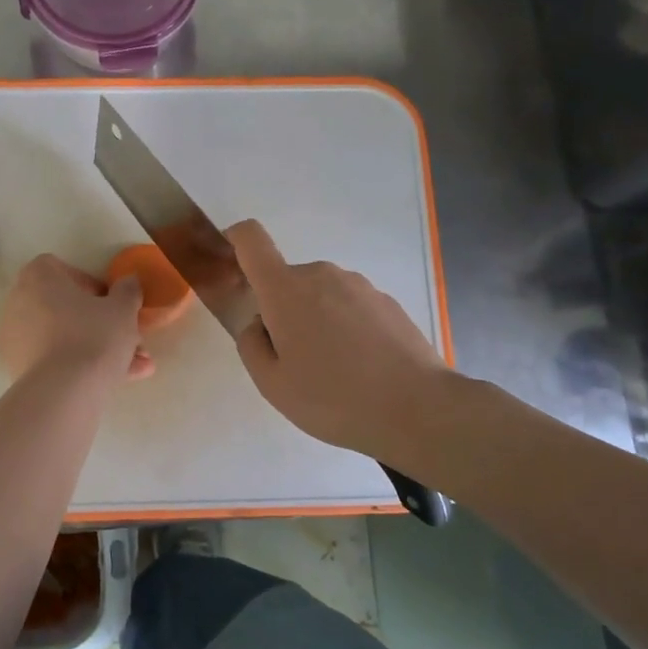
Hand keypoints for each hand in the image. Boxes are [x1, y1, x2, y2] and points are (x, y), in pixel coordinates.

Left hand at [0, 255, 154, 382]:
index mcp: (38, 277)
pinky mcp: (17, 368)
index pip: (61, 270)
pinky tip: (112, 382)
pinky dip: (78, 367)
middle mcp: (18, 302)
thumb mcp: (123, 308)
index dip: (90, 285)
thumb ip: (127, 290)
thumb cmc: (94, 336)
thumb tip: (127, 283)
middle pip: (65, 308)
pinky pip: (53, 360)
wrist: (63, 392)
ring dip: (96, 349)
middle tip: (128, 340)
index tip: (110, 304)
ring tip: (134, 368)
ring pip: (63, 338)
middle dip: (100, 325)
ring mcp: (14, 338)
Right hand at [228, 220, 453, 465]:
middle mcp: (321, 274)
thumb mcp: (272, 384)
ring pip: (319, 295)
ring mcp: (359, 285)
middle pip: (286, 280)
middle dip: (280, 311)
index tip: (229, 266)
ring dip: (315, 321)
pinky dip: (345, 329)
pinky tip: (361, 369)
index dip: (234, 241)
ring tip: (333, 371)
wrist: (418, 408)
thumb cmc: (333, 398)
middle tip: (293, 361)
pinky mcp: (386, 301)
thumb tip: (259, 324)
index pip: (251, 239)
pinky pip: (349, 307)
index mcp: (285, 289)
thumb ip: (251, 346)